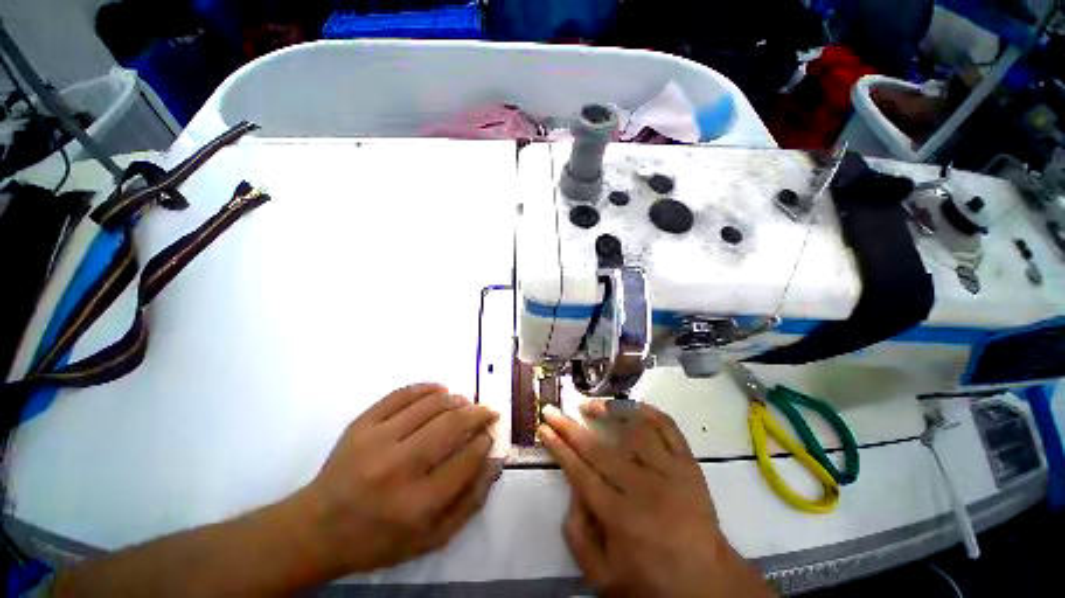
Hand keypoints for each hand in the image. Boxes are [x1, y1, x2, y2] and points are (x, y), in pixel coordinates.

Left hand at [294, 383, 499, 575]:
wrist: (318, 528)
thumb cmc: (379, 539)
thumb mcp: (430, 539)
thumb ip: (470, 502)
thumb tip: (494, 461)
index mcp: (417, 504)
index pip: (466, 460)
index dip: (484, 442)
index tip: (489, 434)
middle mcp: (398, 468)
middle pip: (451, 426)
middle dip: (476, 414)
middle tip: (486, 412)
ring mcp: (377, 441)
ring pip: (430, 405)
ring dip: (456, 399)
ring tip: (465, 403)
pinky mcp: (361, 424)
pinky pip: (402, 394)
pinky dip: (427, 388)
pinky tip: (440, 390)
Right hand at [539, 401, 771, 597]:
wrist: (708, 586)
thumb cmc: (651, 582)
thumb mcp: (603, 577)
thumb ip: (578, 535)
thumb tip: (572, 490)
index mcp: (619, 517)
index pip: (580, 472)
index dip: (558, 447)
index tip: (544, 428)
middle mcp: (643, 488)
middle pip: (598, 448)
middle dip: (569, 426)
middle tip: (552, 410)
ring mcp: (669, 472)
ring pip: (635, 429)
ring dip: (609, 411)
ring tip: (590, 405)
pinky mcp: (689, 465)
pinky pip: (669, 428)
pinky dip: (649, 412)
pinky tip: (631, 406)